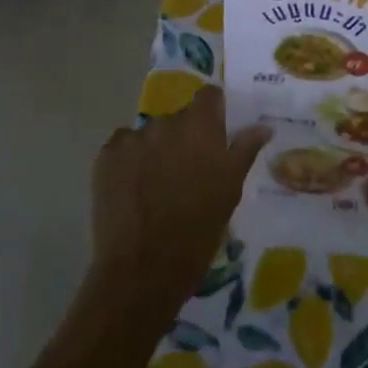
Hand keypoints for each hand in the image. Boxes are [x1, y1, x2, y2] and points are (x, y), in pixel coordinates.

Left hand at [88, 86, 270, 323]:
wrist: (142, 271)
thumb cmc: (197, 232)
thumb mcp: (230, 191)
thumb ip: (244, 151)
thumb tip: (262, 126)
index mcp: (199, 127)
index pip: (209, 96)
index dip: (214, 111)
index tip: (217, 133)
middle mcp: (165, 123)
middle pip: (179, 118)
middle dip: (185, 137)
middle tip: (189, 170)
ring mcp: (132, 139)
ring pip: (150, 135)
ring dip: (157, 150)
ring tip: (158, 186)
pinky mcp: (105, 158)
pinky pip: (123, 148)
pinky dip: (130, 162)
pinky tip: (134, 190)